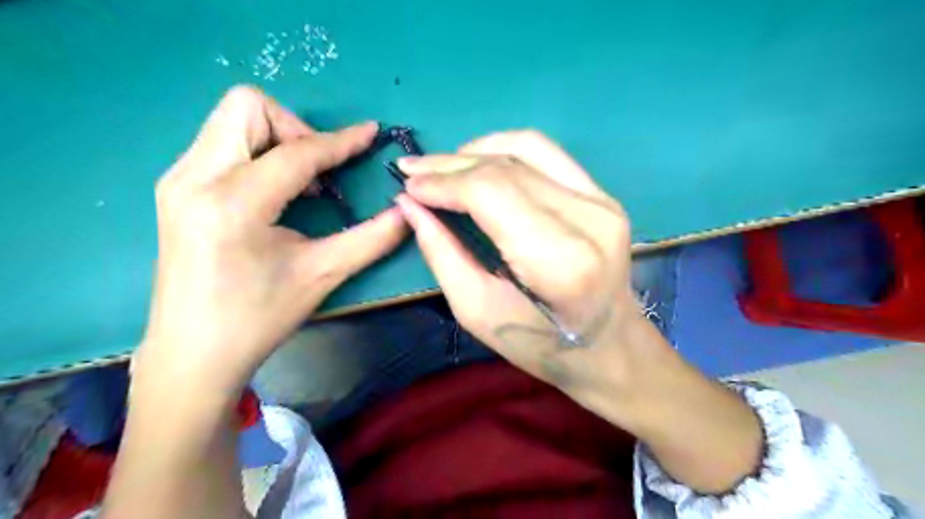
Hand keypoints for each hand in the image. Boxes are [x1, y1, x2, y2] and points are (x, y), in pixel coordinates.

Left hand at [138, 85, 406, 391]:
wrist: (193, 353)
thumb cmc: (259, 318)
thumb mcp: (322, 275)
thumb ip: (372, 239)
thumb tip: (408, 213)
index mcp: (233, 205)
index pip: (295, 153)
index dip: (340, 141)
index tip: (370, 134)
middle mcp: (194, 179)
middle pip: (246, 107)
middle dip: (295, 128)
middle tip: (321, 170)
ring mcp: (178, 180)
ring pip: (231, 120)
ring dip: (278, 139)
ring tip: (303, 183)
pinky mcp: (176, 188)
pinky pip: (222, 142)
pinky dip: (260, 153)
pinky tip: (277, 192)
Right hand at [397, 129, 648, 418]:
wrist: (609, 345)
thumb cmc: (541, 344)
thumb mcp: (477, 311)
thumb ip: (441, 253)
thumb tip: (410, 204)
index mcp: (559, 261)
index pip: (491, 194)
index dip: (444, 183)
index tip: (409, 186)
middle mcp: (587, 220)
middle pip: (505, 169)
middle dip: (450, 165)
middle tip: (412, 170)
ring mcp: (601, 201)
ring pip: (526, 149)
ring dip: (475, 151)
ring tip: (441, 167)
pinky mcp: (603, 194)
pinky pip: (547, 152)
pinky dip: (506, 149)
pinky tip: (478, 160)